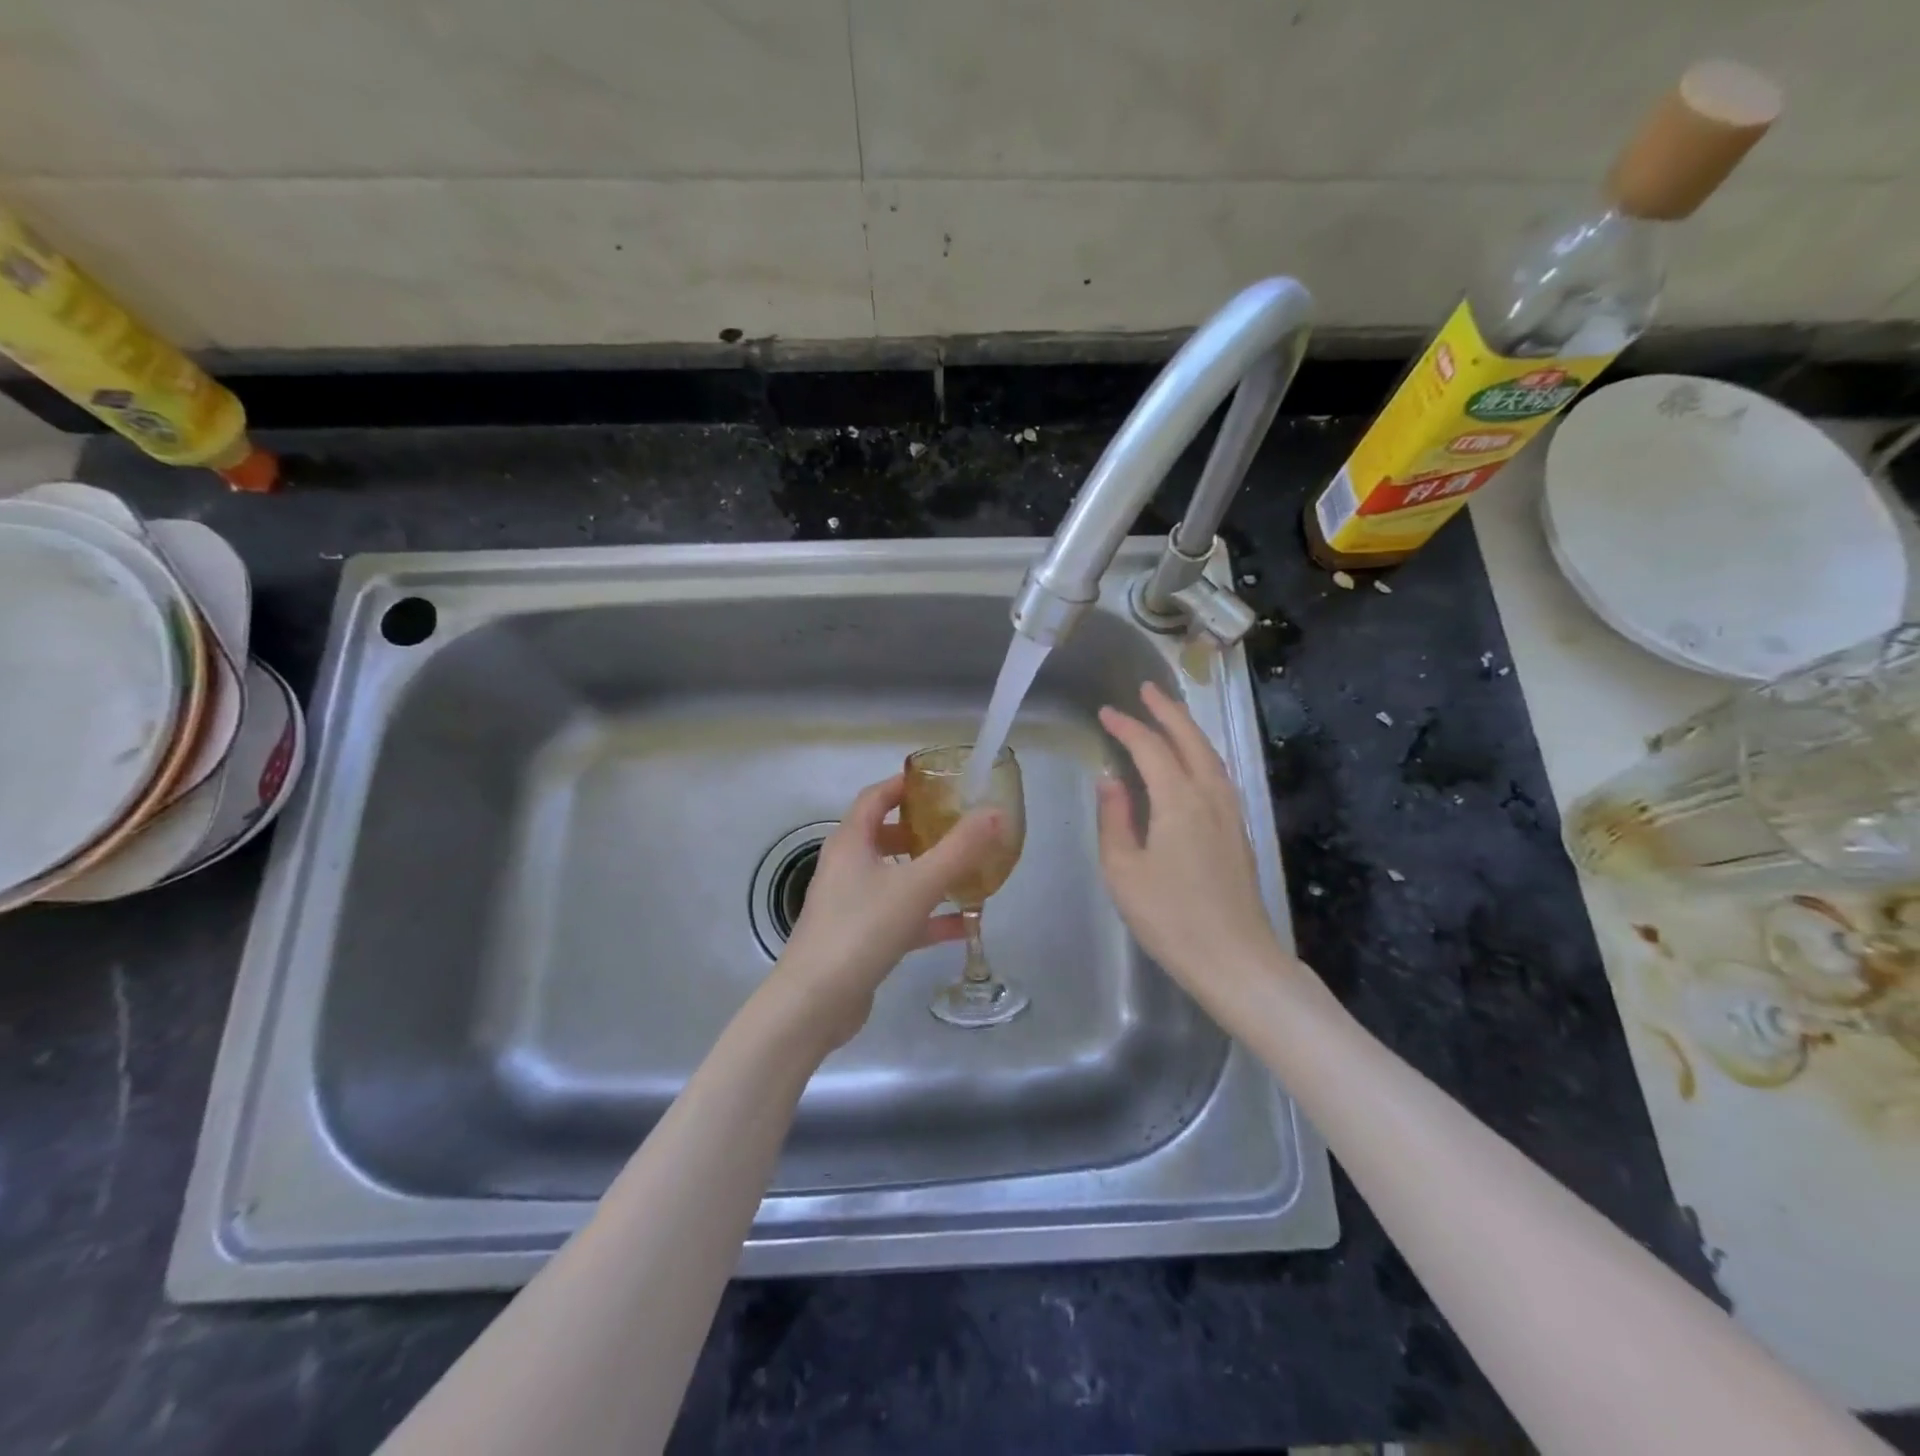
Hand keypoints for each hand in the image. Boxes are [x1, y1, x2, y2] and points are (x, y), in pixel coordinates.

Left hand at [764, 773, 1007, 1053]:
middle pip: (884, 836)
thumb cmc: (862, 929)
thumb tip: (995, 812)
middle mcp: (846, 867)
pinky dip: (928, 916)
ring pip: (894, 877)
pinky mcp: (860, 938)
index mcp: (851, 842)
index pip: (875, 797)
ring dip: (929, 874)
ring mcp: (851, 904)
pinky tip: (963, 925)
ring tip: (968, 872)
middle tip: (959, 828)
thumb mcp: (917, 885)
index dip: (905, 785)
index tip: (940, 782)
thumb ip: (959, 849)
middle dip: (922, 830)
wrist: (815, 1003)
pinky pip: (899, 916)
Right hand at [1097, 683, 1307, 1020]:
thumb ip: (1115, 819)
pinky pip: (1219, 775)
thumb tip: (1110, 780)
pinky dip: (1202, 754)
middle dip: (1168, 711)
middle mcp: (1210, 796)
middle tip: (1147, 690)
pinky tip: (1193, 763)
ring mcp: (1231, 814)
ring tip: (1169, 715)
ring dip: (1189, 729)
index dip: (1127, 727)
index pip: (1151, 749)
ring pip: (1211, 756)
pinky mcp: (1239, 832)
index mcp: (1179, 801)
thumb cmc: (1170, 918)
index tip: (1106, 712)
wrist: (1236, 961)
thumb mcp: (1124, 871)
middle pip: (1191, 740)